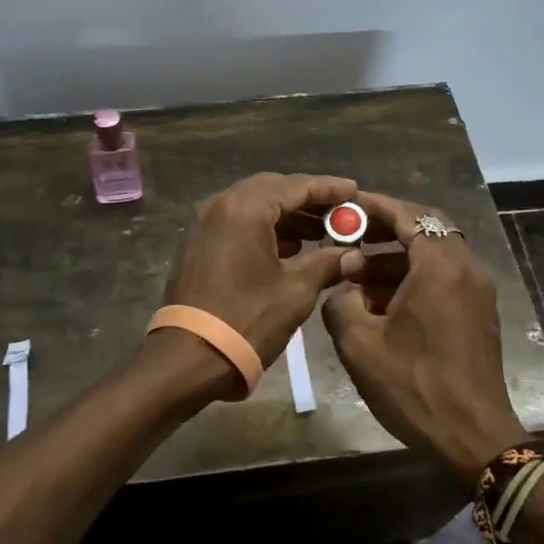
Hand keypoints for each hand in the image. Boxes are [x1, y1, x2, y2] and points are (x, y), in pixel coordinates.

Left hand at [162, 172, 358, 368]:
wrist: (189, 357)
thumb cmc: (247, 320)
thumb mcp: (296, 291)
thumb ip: (326, 263)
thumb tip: (352, 254)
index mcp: (245, 209)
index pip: (295, 186)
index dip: (329, 188)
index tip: (354, 191)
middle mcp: (220, 205)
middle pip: (273, 189)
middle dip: (308, 200)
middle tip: (340, 212)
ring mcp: (205, 223)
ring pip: (254, 205)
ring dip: (288, 215)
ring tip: (323, 232)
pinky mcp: (198, 243)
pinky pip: (238, 222)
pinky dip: (266, 228)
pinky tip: (292, 247)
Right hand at [321, 191, 529, 489]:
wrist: (475, 437)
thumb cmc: (415, 387)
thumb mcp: (359, 345)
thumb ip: (340, 302)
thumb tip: (344, 288)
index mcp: (440, 267)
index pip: (408, 215)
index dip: (374, 206)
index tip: (345, 205)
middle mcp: (466, 268)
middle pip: (425, 227)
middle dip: (385, 227)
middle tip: (349, 233)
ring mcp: (478, 289)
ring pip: (434, 252)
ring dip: (396, 255)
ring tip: (356, 273)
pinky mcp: (480, 310)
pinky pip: (444, 275)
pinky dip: (414, 274)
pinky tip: (382, 299)